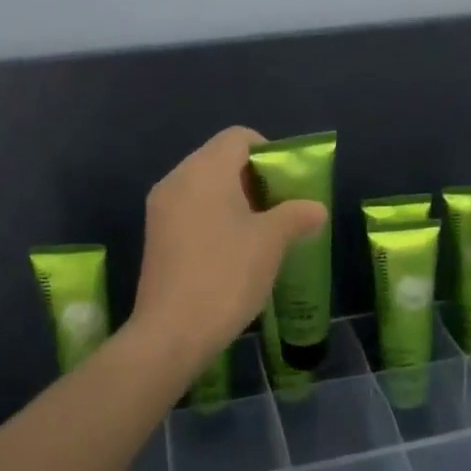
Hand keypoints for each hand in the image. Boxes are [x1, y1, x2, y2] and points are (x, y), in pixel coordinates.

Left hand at [131, 127, 326, 372]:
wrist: (171, 333)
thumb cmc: (226, 275)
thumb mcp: (271, 242)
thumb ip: (296, 216)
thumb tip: (315, 209)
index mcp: (204, 171)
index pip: (239, 137)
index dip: (269, 152)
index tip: (288, 183)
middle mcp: (177, 180)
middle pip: (220, 159)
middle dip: (255, 178)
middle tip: (281, 208)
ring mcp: (161, 208)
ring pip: (205, 186)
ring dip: (236, 199)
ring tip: (261, 232)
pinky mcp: (155, 236)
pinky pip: (191, 209)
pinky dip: (215, 217)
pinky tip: (234, 250)